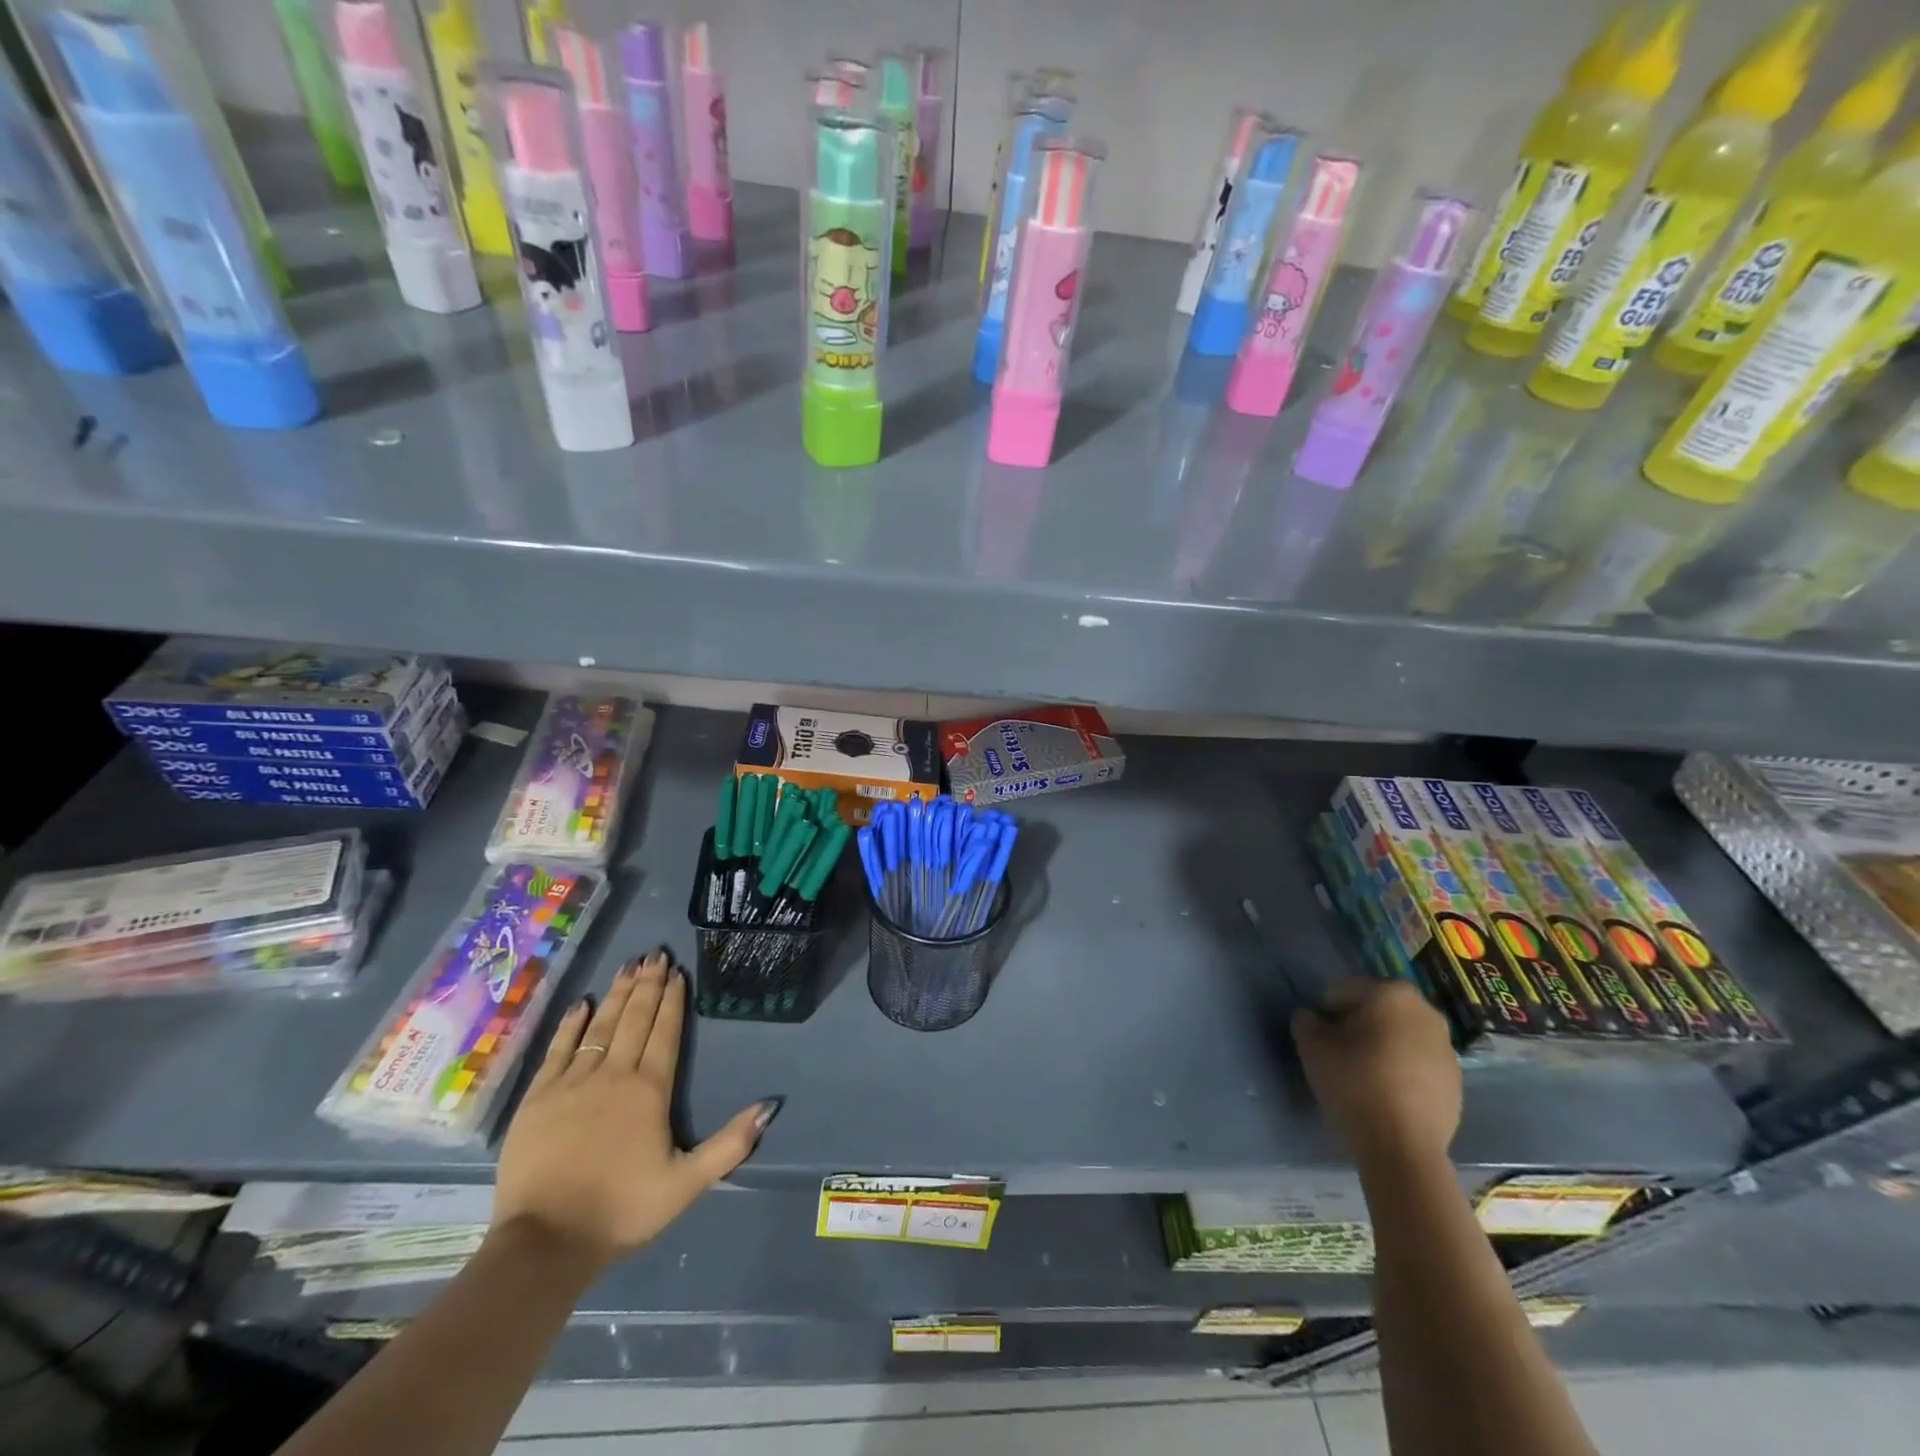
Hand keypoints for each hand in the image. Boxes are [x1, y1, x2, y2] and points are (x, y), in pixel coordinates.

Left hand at [492, 951, 775, 1270]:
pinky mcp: (538, 1098)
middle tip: (655, 953)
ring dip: (617, 994)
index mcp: (650, 1090)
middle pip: (635, 1019)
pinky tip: (582, 1004)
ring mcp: (572, 1083)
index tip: (677, 971)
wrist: (545, 1242)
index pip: (665, 1033)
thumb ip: (730, 1144)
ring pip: (600, 1026)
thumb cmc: (622, 1210)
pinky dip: (571, 1024)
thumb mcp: (687, 1184)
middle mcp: (614, 1075)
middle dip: (648, 984)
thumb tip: (769, 1106)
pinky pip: (558, 1049)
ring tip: (628, 965)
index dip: (672, 1000)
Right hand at [1293, 978, 1460, 1167]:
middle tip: (1339, 1049)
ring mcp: (1447, 1048)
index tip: (1320, 1035)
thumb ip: (1306, 1021)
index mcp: (1390, 993)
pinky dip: (1403, 1069)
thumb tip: (1312, 1018)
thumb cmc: (1353, 1082)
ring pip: (1401, 1035)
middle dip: (1358, 1023)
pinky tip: (1387, 1093)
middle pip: (1378, 1009)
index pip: (1345, 989)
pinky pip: (1419, 1063)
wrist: (1402, 1147)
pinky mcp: (1457, 1082)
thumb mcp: (1311, 1046)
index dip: (1326, 1009)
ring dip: (1383, 1045)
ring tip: (1364, 1073)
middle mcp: (1425, 1012)